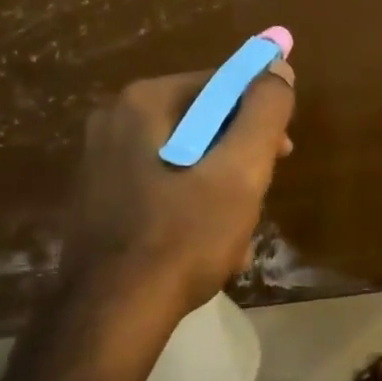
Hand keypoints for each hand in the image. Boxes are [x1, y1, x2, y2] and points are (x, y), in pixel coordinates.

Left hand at [64, 61, 296, 315]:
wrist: (113, 312)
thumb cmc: (183, 236)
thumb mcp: (240, 171)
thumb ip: (264, 113)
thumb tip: (278, 68)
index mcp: (145, 102)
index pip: (222, 84)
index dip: (261, 114)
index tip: (282, 154)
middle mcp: (114, 121)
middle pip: (203, 123)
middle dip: (240, 160)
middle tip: (257, 198)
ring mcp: (101, 162)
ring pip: (186, 160)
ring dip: (220, 191)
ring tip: (234, 235)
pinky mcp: (99, 200)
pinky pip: (162, 188)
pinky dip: (190, 208)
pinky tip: (204, 247)